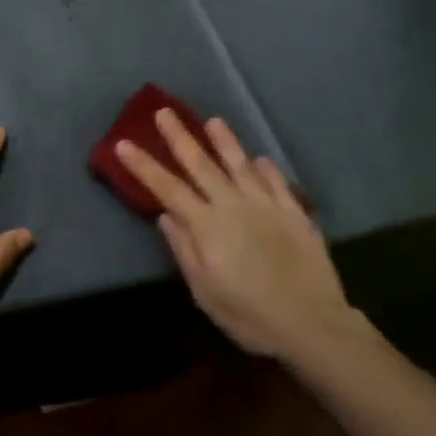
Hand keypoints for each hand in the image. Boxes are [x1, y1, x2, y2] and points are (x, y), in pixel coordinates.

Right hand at [116, 110, 355, 358]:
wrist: (312, 324)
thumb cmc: (249, 315)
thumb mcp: (205, 291)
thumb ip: (184, 249)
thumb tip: (165, 216)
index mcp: (207, 225)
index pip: (167, 188)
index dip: (144, 166)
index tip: (124, 143)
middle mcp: (233, 205)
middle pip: (201, 165)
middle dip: (180, 137)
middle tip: (164, 112)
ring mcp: (266, 206)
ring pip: (241, 165)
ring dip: (225, 142)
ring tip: (213, 121)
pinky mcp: (294, 214)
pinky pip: (277, 183)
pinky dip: (267, 169)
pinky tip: (260, 160)